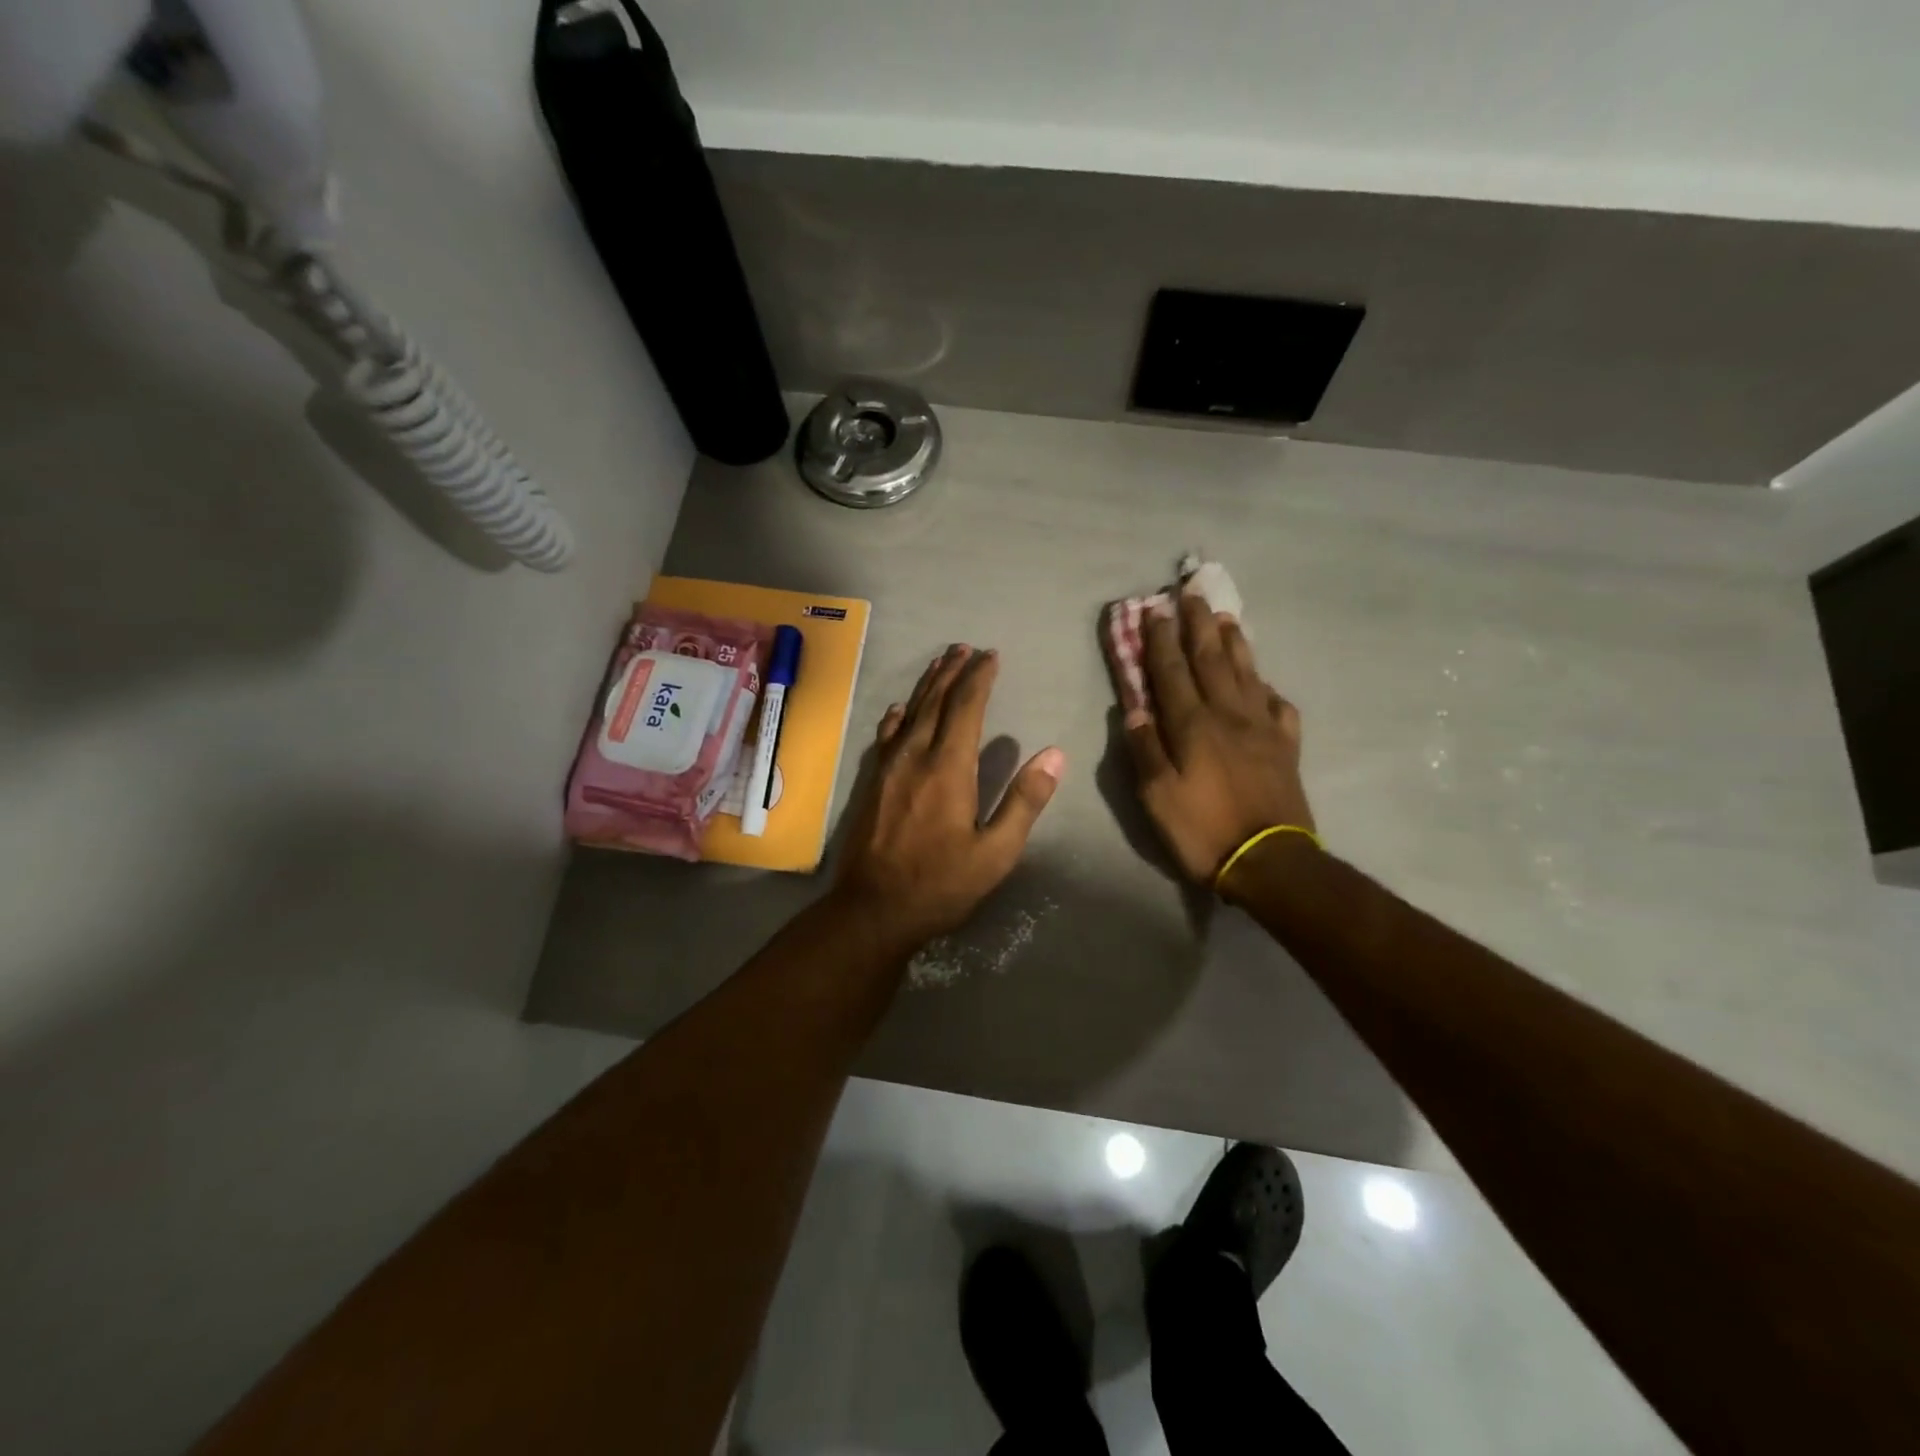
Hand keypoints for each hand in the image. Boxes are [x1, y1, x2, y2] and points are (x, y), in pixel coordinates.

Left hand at [834, 645, 1065, 949]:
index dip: (980, 678)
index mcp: (948, 767)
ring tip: (940, 663)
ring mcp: (888, 768)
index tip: (991, 656)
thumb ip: (1024, 801)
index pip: (966, 707)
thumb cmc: (940, 884)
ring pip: (909, 714)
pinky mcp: (872, 783)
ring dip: (927, 686)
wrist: (873, 909)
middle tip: (965, 648)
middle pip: (935, 701)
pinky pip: (886, 737)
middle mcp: (915, 757)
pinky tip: (899, 710)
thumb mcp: (995, 852)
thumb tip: (1054, 754)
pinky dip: (896, 717)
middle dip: (952, 671)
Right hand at [1125, 592, 1314, 884]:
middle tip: (1191, 593)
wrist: (1270, 862)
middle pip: (1211, 660)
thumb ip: (1145, 749)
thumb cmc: (1203, 830)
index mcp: (1193, 726)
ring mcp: (1263, 728)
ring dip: (1234, 642)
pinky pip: (1279, 706)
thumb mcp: (1156, 797)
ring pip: (1247, 673)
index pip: (1171, 672)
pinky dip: (1267, 687)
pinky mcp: (1286, 746)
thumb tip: (1135, 709)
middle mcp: (1229, 715)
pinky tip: (1262, 682)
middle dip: (1198, 625)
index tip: (1153, 610)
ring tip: (1225, 617)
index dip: (1160, 640)